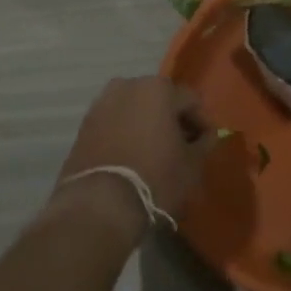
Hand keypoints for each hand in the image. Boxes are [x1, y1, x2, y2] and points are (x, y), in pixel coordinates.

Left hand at [51, 76, 211, 245]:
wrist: (99, 204)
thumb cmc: (154, 179)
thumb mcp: (191, 165)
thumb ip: (204, 143)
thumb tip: (206, 135)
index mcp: (158, 88)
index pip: (191, 100)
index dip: (202, 123)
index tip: (206, 145)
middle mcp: (127, 85)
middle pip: (160, 100)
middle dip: (172, 121)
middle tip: (181, 149)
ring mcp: (102, 103)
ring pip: (135, 110)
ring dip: (148, 126)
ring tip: (155, 154)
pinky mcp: (84, 124)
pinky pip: (114, 123)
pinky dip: (126, 134)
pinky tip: (132, 158)